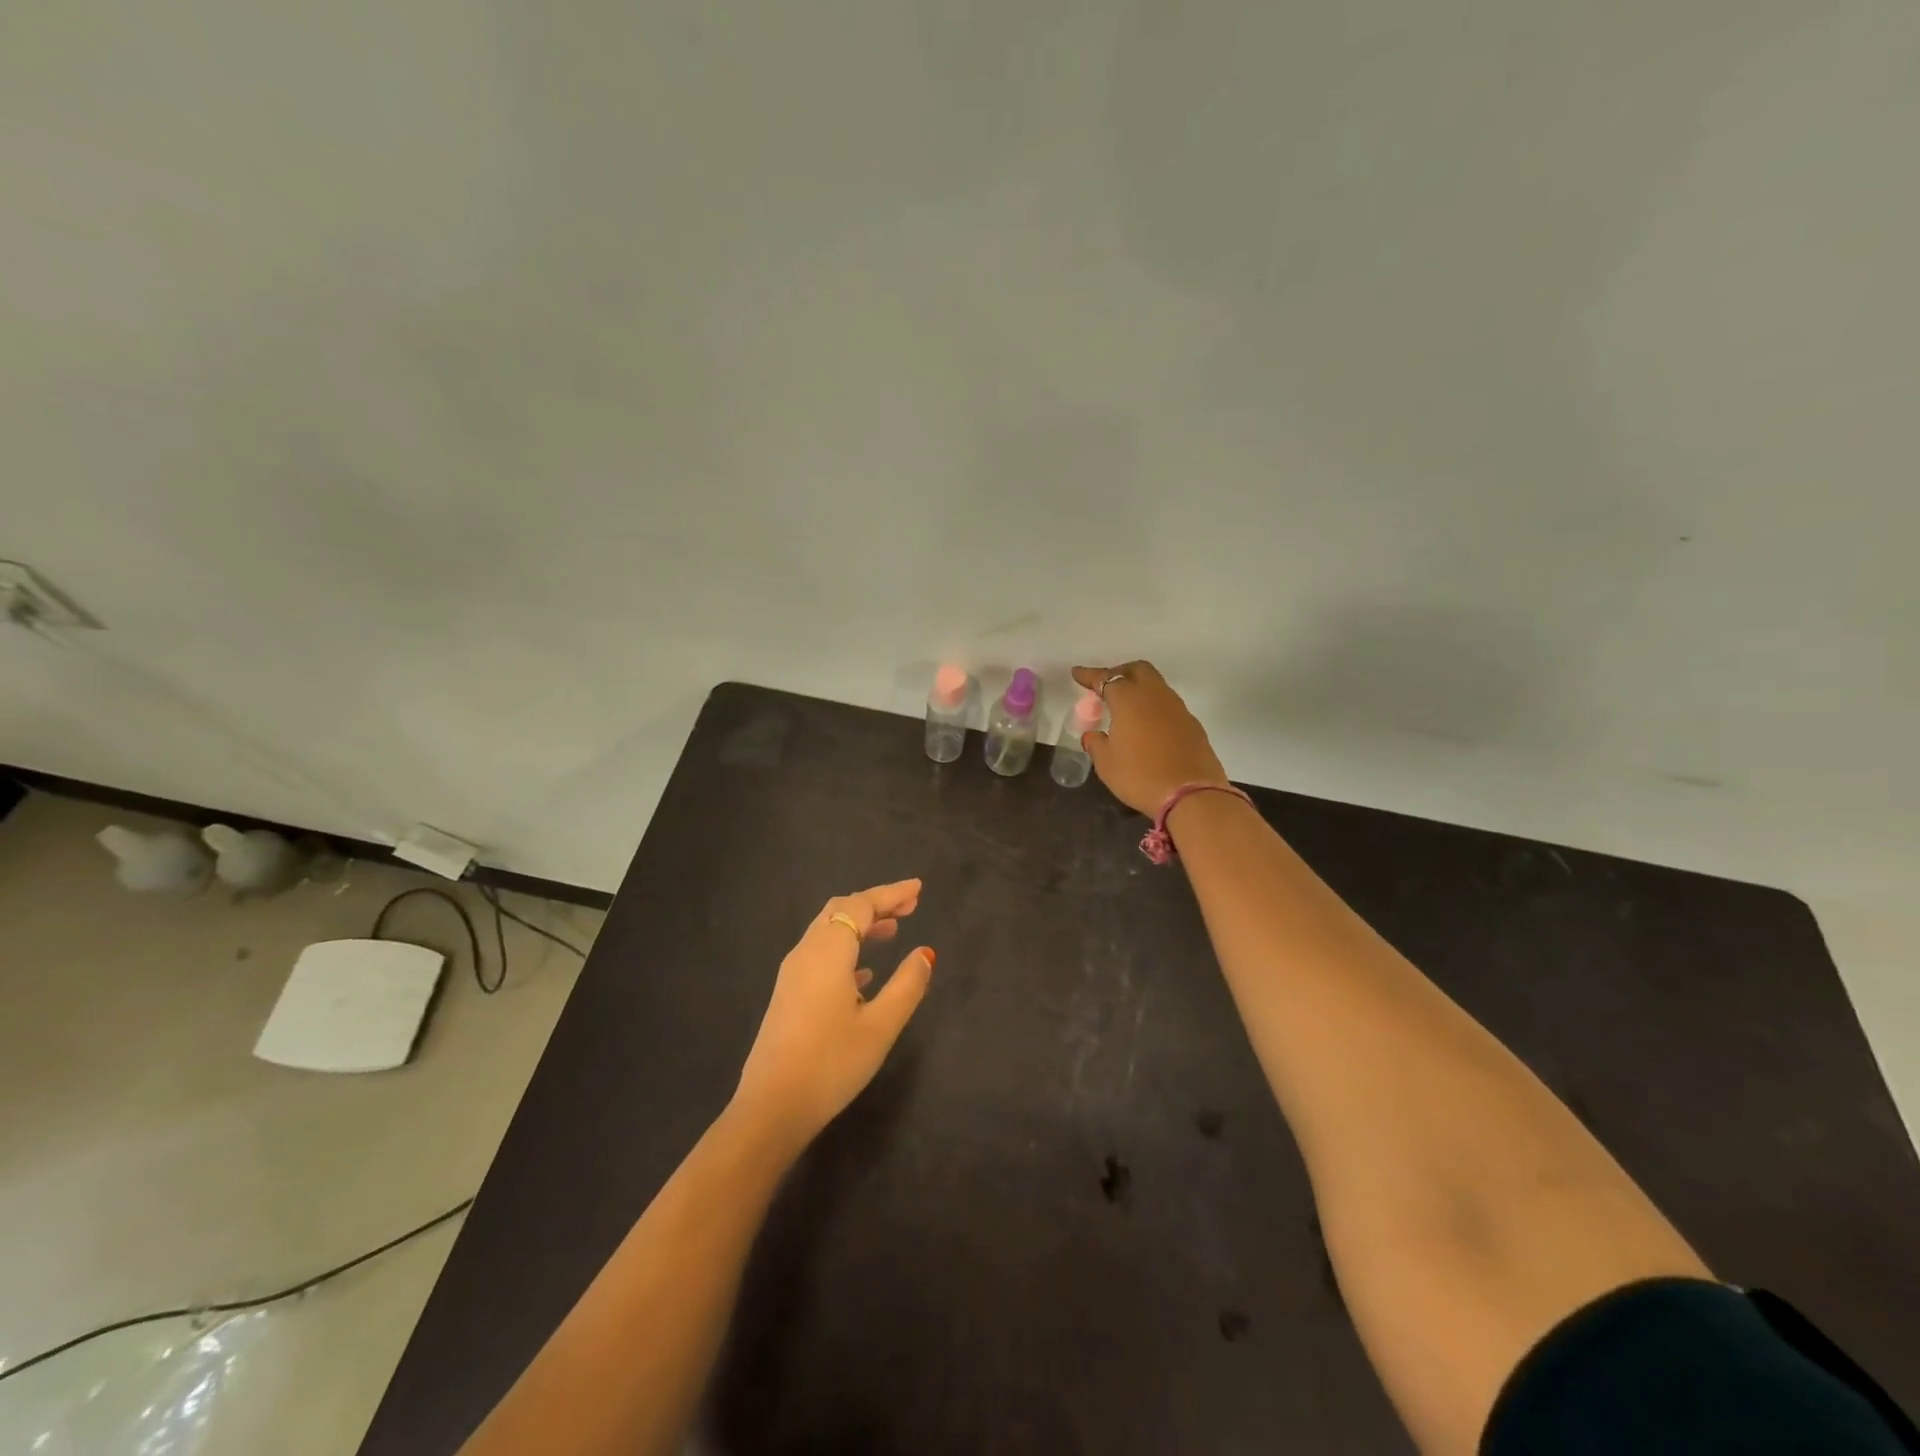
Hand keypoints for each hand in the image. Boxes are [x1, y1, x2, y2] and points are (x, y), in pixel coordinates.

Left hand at [733, 879, 934, 1150]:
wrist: (771, 1108)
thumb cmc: (831, 1064)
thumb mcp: (880, 1026)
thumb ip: (907, 985)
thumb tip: (924, 953)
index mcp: (828, 952)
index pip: (861, 905)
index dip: (890, 894)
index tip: (918, 889)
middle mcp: (806, 953)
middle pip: (840, 911)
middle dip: (875, 903)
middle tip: (909, 906)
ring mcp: (792, 974)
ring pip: (828, 932)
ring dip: (860, 925)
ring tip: (892, 931)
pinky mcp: (788, 995)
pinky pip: (820, 955)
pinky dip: (846, 949)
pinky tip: (865, 974)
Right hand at [1071, 661, 1230, 816]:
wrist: (1192, 795)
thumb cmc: (1140, 776)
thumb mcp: (1107, 764)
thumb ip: (1096, 744)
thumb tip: (1093, 735)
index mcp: (1129, 699)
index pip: (1105, 678)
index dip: (1089, 675)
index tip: (1077, 674)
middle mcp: (1155, 695)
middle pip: (1137, 670)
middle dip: (1119, 673)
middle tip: (1106, 687)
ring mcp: (1177, 708)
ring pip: (1156, 685)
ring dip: (1139, 689)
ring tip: (1126, 708)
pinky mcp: (1192, 724)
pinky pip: (1168, 705)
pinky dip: (1154, 707)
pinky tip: (1148, 727)